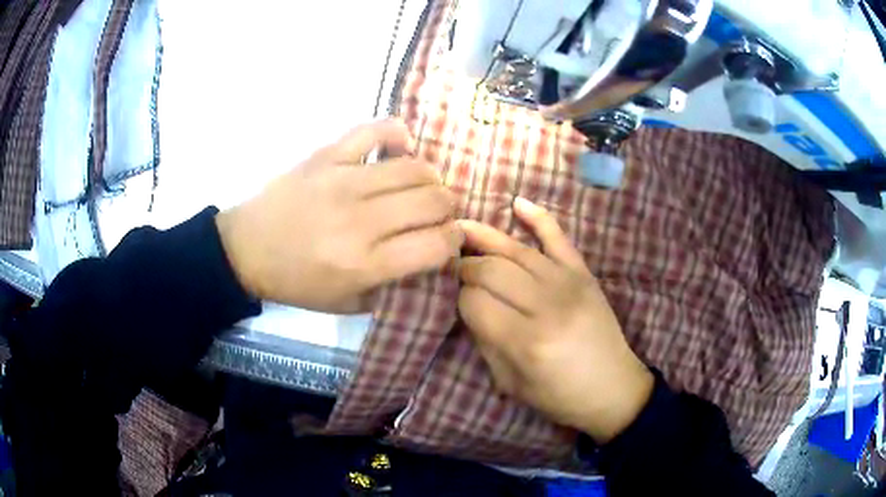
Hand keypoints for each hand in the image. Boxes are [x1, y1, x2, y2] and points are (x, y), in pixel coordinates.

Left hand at [215, 120, 462, 312]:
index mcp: (365, 263)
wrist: (247, 250)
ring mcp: (343, 181)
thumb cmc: (297, 282)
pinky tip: (400, 148)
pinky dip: (397, 134)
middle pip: (433, 201)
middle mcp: (360, 220)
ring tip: (419, 187)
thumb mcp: (348, 304)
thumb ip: (394, 286)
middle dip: (447, 209)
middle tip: (435, 215)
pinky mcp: (327, 156)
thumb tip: (433, 258)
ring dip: (430, 179)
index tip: (449, 240)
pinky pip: (375, 130)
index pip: (437, 244)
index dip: (454, 240)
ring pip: (415, 167)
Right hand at [457, 197, 652, 443]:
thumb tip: (468, 304)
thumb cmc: (559, 396)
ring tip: (460, 229)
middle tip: (452, 266)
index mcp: (524, 342)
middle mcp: (545, 306)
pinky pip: (559, 237)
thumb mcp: (511, 382)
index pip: (474, 301)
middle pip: (491, 270)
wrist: (613, 388)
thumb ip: (485, 341)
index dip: (458, 297)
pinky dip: (538, 216)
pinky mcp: (584, 274)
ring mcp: (568, 284)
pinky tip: (517, 203)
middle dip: (465, 265)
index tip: (456, 299)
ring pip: (516, 250)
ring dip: (484, 237)